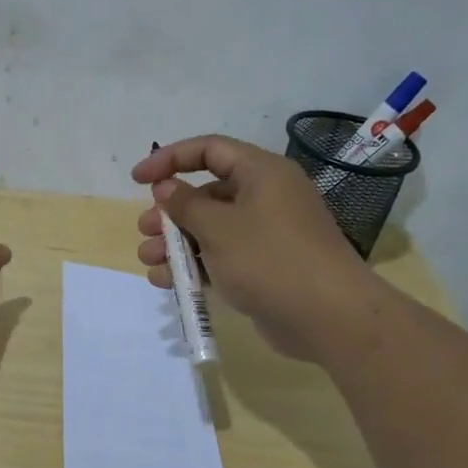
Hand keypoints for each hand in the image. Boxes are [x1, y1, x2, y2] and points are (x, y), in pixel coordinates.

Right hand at [133, 136, 375, 360]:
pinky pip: (222, 257)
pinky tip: (168, 282)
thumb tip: (167, 188)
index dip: (170, 159)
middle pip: (207, 193)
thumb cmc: (270, 259)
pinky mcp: (265, 267)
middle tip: (145, 231)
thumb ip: (185, 204)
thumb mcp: (219, 227)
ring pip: (211, 229)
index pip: (209, 150)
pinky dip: (196, 265)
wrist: (329, 317)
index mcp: (261, 173)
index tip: (138, 178)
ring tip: (149, 262)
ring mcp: (267, 234)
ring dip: (177, 243)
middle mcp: (266, 197)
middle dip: (170, 213)